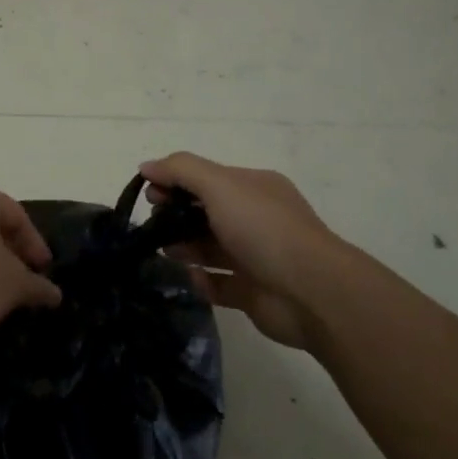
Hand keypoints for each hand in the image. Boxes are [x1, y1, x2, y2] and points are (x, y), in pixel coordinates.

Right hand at [141, 153, 346, 352]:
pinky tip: (188, 278)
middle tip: (151, 226)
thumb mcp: (220, 185)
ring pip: (210, 248)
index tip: (150, 196)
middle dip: (176, 215)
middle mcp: (256, 218)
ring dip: (184, 247)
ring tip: (161, 252)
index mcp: (254, 187)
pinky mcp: (252, 292)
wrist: (311, 292)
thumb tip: (146, 166)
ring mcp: (255, 256)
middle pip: (206, 212)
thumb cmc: (264, 229)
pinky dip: (200, 281)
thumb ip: (181, 170)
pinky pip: (218, 283)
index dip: (176, 182)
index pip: (207, 178)